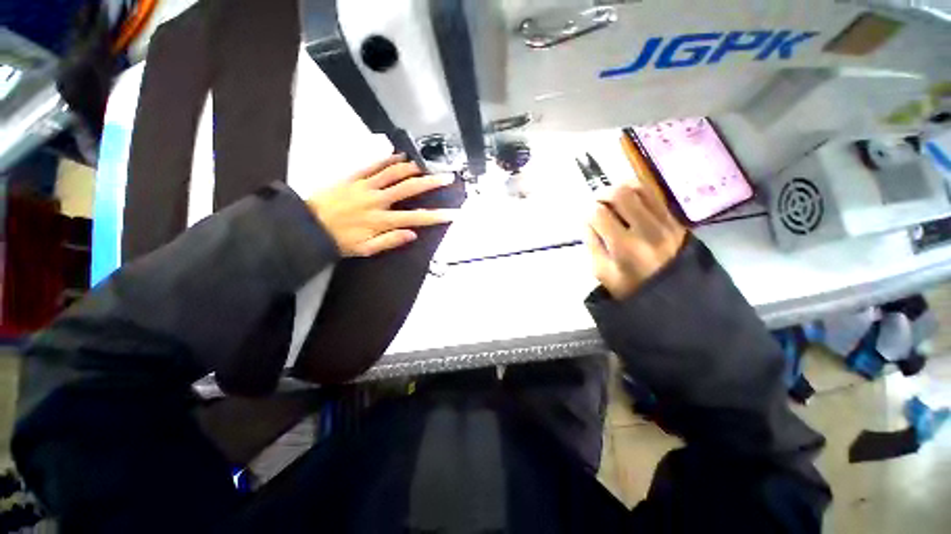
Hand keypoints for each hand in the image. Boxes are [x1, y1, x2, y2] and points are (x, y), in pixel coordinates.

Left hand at [307, 154, 456, 256]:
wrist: (307, 225)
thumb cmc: (339, 240)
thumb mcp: (366, 249)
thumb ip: (390, 241)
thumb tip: (413, 234)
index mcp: (382, 221)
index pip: (416, 218)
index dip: (437, 216)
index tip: (453, 213)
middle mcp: (377, 201)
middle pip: (409, 189)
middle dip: (430, 183)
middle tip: (447, 177)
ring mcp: (364, 186)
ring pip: (393, 173)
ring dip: (412, 167)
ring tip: (427, 164)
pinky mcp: (352, 177)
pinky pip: (372, 165)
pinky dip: (387, 159)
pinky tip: (399, 155)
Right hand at [586, 183, 686, 299]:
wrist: (673, 296)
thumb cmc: (630, 288)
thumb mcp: (601, 271)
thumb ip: (592, 243)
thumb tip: (587, 220)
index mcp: (625, 247)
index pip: (598, 214)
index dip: (586, 212)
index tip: (585, 218)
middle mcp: (647, 230)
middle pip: (619, 194)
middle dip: (600, 195)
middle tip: (595, 203)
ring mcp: (664, 222)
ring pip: (638, 188)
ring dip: (619, 189)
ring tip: (611, 200)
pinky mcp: (674, 220)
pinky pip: (653, 194)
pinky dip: (636, 192)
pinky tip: (628, 201)